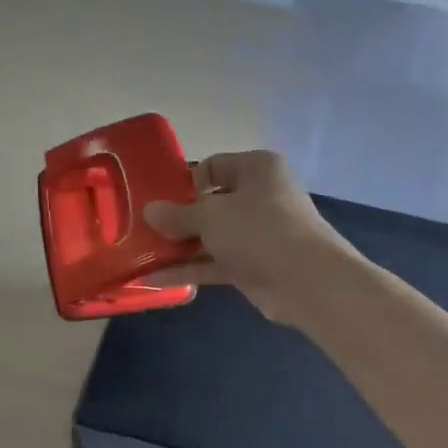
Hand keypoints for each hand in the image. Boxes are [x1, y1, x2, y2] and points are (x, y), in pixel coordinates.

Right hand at [142, 150, 359, 323]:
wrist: (306, 280)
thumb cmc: (259, 230)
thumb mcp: (211, 215)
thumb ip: (178, 214)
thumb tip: (150, 211)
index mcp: (256, 169)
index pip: (213, 166)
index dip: (185, 182)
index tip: (158, 200)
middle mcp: (259, 197)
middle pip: (211, 203)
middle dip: (178, 218)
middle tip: (143, 229)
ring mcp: (257, 234)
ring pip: (211, 236)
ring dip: (180, 246)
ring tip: (140, 255)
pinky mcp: (253, 266)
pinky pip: (215, 263)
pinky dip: (189, 269)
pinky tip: (155, 279)